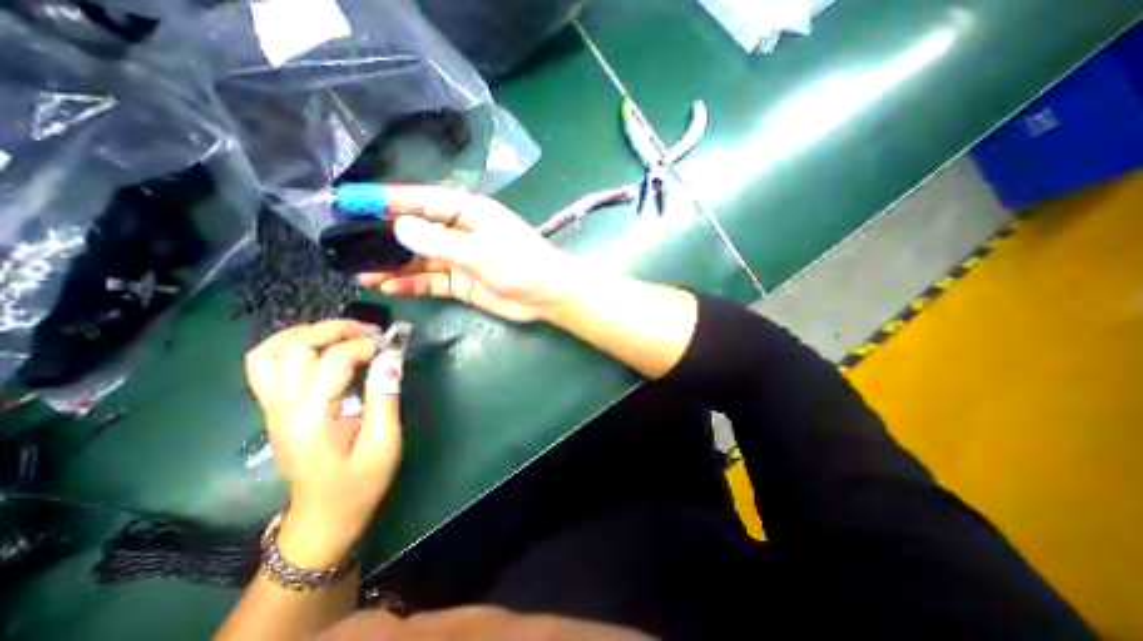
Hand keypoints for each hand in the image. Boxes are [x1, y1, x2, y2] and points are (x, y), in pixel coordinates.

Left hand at [242, 320, 402, 564]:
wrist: (324, 515)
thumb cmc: (359, 482)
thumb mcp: (384, 442)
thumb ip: (385, 396)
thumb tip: (391, 356)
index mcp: (311, 417)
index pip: (333, 360)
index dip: (366, 345)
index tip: (392, 345)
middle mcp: (282, 407)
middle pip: (295, 347)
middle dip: (335, 329)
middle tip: (371, 331)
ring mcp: (272, 407)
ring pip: (270, 352)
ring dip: (307, 333)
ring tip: (343, 333)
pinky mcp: (274, 409)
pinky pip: (267, 365)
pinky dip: (291, 345)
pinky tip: (320, 347)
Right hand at [358, 189, 577, 322]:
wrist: (548, 296)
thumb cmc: (521, 266)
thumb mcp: (481, 252)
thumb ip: (441, 242)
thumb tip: (399, 226)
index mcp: (470, 212)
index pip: (423, 201)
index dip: (388, 200)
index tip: (352, 200)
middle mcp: (462, 232)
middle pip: (417, 231)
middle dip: (386, 237)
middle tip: (349, 244)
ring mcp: (461, 259)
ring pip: (421, 259)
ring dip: (395, 266)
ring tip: (362, 273)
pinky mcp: (463, 282)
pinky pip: (433, 281)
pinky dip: (413, 284)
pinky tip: (390, 287)